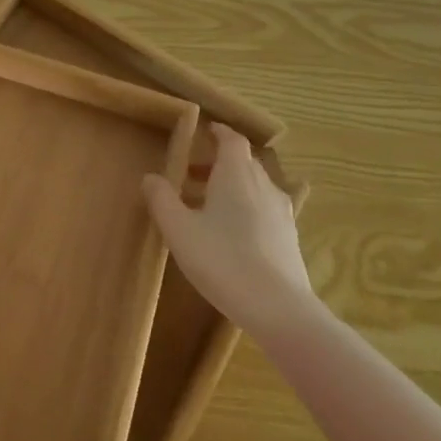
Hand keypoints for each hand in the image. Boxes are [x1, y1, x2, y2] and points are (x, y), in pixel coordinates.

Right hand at [143, 123, 315, 331]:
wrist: (278, 308)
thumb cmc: (222, 260)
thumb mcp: (179, 229)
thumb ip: (162, 199)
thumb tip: (150, 177)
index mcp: (236, 174)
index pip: (232, 139)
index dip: (218, 132)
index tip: (204, 131)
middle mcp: (263, 185)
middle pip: (243, 161)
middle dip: (218, 162)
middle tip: (191, 174)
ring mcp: (281, 212)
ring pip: (255, 186)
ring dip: (232, 186)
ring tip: (207, 205)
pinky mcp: (289, 238)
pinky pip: (265, 209)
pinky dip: (246, 208)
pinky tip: (232, 234)